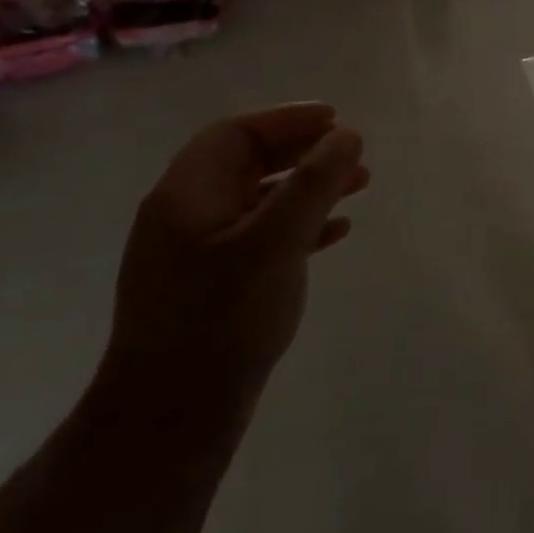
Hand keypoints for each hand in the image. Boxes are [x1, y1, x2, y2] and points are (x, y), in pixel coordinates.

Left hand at [98, 104, 366, 421]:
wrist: (174, 412)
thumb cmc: (223, 317)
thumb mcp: (275, 241)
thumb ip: (313, 183)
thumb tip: (346, 135)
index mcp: (187, 194)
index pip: (236, 133)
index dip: (288, 119)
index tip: (337, 120)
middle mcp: (187, 215)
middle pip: (249, 162)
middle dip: (304, 151)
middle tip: (352, 152)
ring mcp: (199, 251)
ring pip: (261, 198)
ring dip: (310, 186)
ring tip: (360, 186)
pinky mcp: (216, 282)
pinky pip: (264, 234)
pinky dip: (302, 223)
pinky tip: (336, 233)